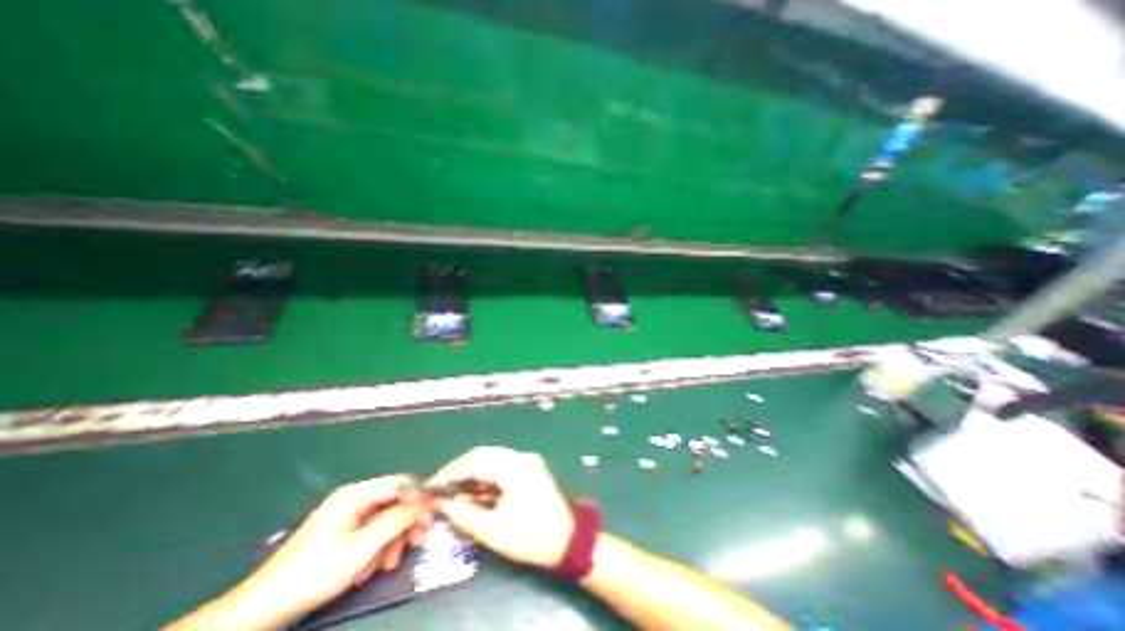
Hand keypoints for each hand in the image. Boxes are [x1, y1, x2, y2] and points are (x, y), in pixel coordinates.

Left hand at [223, 477, 427, 625]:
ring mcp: (349, 516)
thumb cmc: (314, 573)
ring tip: (387, 566)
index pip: (400, 483)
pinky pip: (373, 532)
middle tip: (419, 540)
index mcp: (356, 494)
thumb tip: (427, 500)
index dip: (420, 494)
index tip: (435, 510)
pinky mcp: (345, 532)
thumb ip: (397, 519)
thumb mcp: (362, 548)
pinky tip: (371, 569)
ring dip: (392, 541)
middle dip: (407, 523)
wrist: (262, 611)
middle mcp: (355, 499)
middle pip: (395, 502)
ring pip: (386, 519)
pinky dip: (378, 549)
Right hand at [430, 447, 574, 567]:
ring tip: (456, 489)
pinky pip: (503, 466)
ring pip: (494, 459)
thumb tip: (442, 504)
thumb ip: (464, 514)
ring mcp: (528, 461)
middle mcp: (522, 457)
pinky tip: (478, 490)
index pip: (477, 461)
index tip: (433, 485)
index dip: (452, 472)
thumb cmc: (531, 536)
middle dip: (462, 468)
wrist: (568, 540)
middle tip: (442, 486)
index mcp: (515, 466)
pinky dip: (488, 475)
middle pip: (485, 454)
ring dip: (474, 471)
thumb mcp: (493, 530)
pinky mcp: (531, 469)